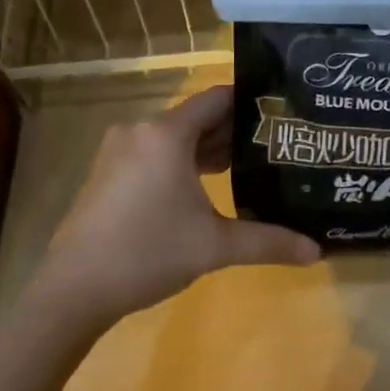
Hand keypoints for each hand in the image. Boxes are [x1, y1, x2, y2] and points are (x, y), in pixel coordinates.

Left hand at [33, 85, 317, 325]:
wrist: (72, 291)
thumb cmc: (147, 253)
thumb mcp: (214, 247)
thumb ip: (268, 241)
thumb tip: (317, 251)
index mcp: (166, 134)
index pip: (217, 99)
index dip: (250, 103)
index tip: (281, 114)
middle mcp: (141, 130)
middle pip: (197, 117)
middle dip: (233, 130)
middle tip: (273, 143)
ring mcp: (119, 150)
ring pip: (175, 136)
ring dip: (207, 147)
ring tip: (248, 164)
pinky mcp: (108, 172)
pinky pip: (155, 152)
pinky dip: (181, 160)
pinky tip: (205, 184)